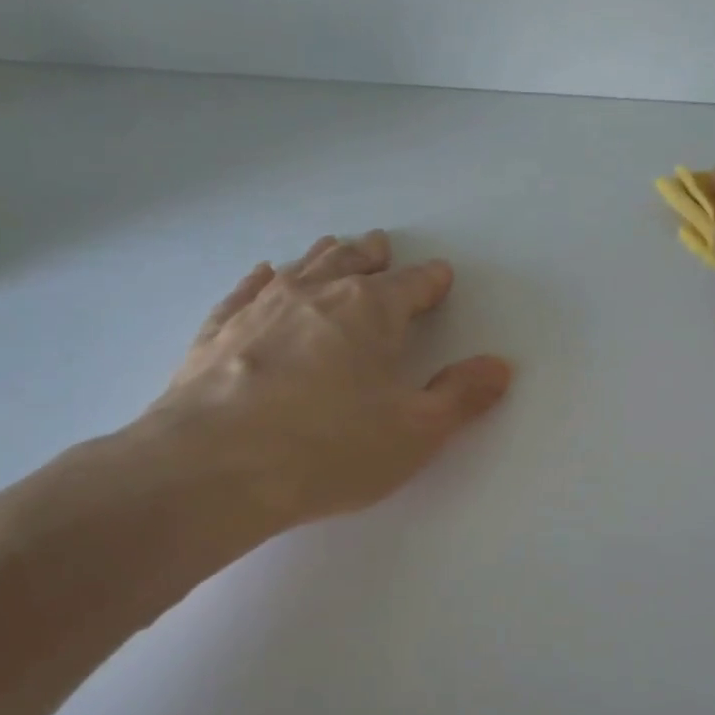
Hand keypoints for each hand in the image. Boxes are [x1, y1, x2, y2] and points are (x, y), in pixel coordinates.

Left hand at [139, 231, 512, 529]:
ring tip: (334, 247)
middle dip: (373, 256)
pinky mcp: (219, 331)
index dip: (431, 282)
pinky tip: (263, 273)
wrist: (214, 468)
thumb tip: (500, 366)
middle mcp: (317, 293)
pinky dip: (262, 278)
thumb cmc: (328, 450)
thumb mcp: (414, 433)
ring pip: (301, 267)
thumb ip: (461, 397)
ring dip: (323, 256)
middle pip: (353, 262)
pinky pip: (245, 290)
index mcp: (372, 312)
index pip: (413, 286)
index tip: (439, 277)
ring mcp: (261, 307)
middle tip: (381, 247)